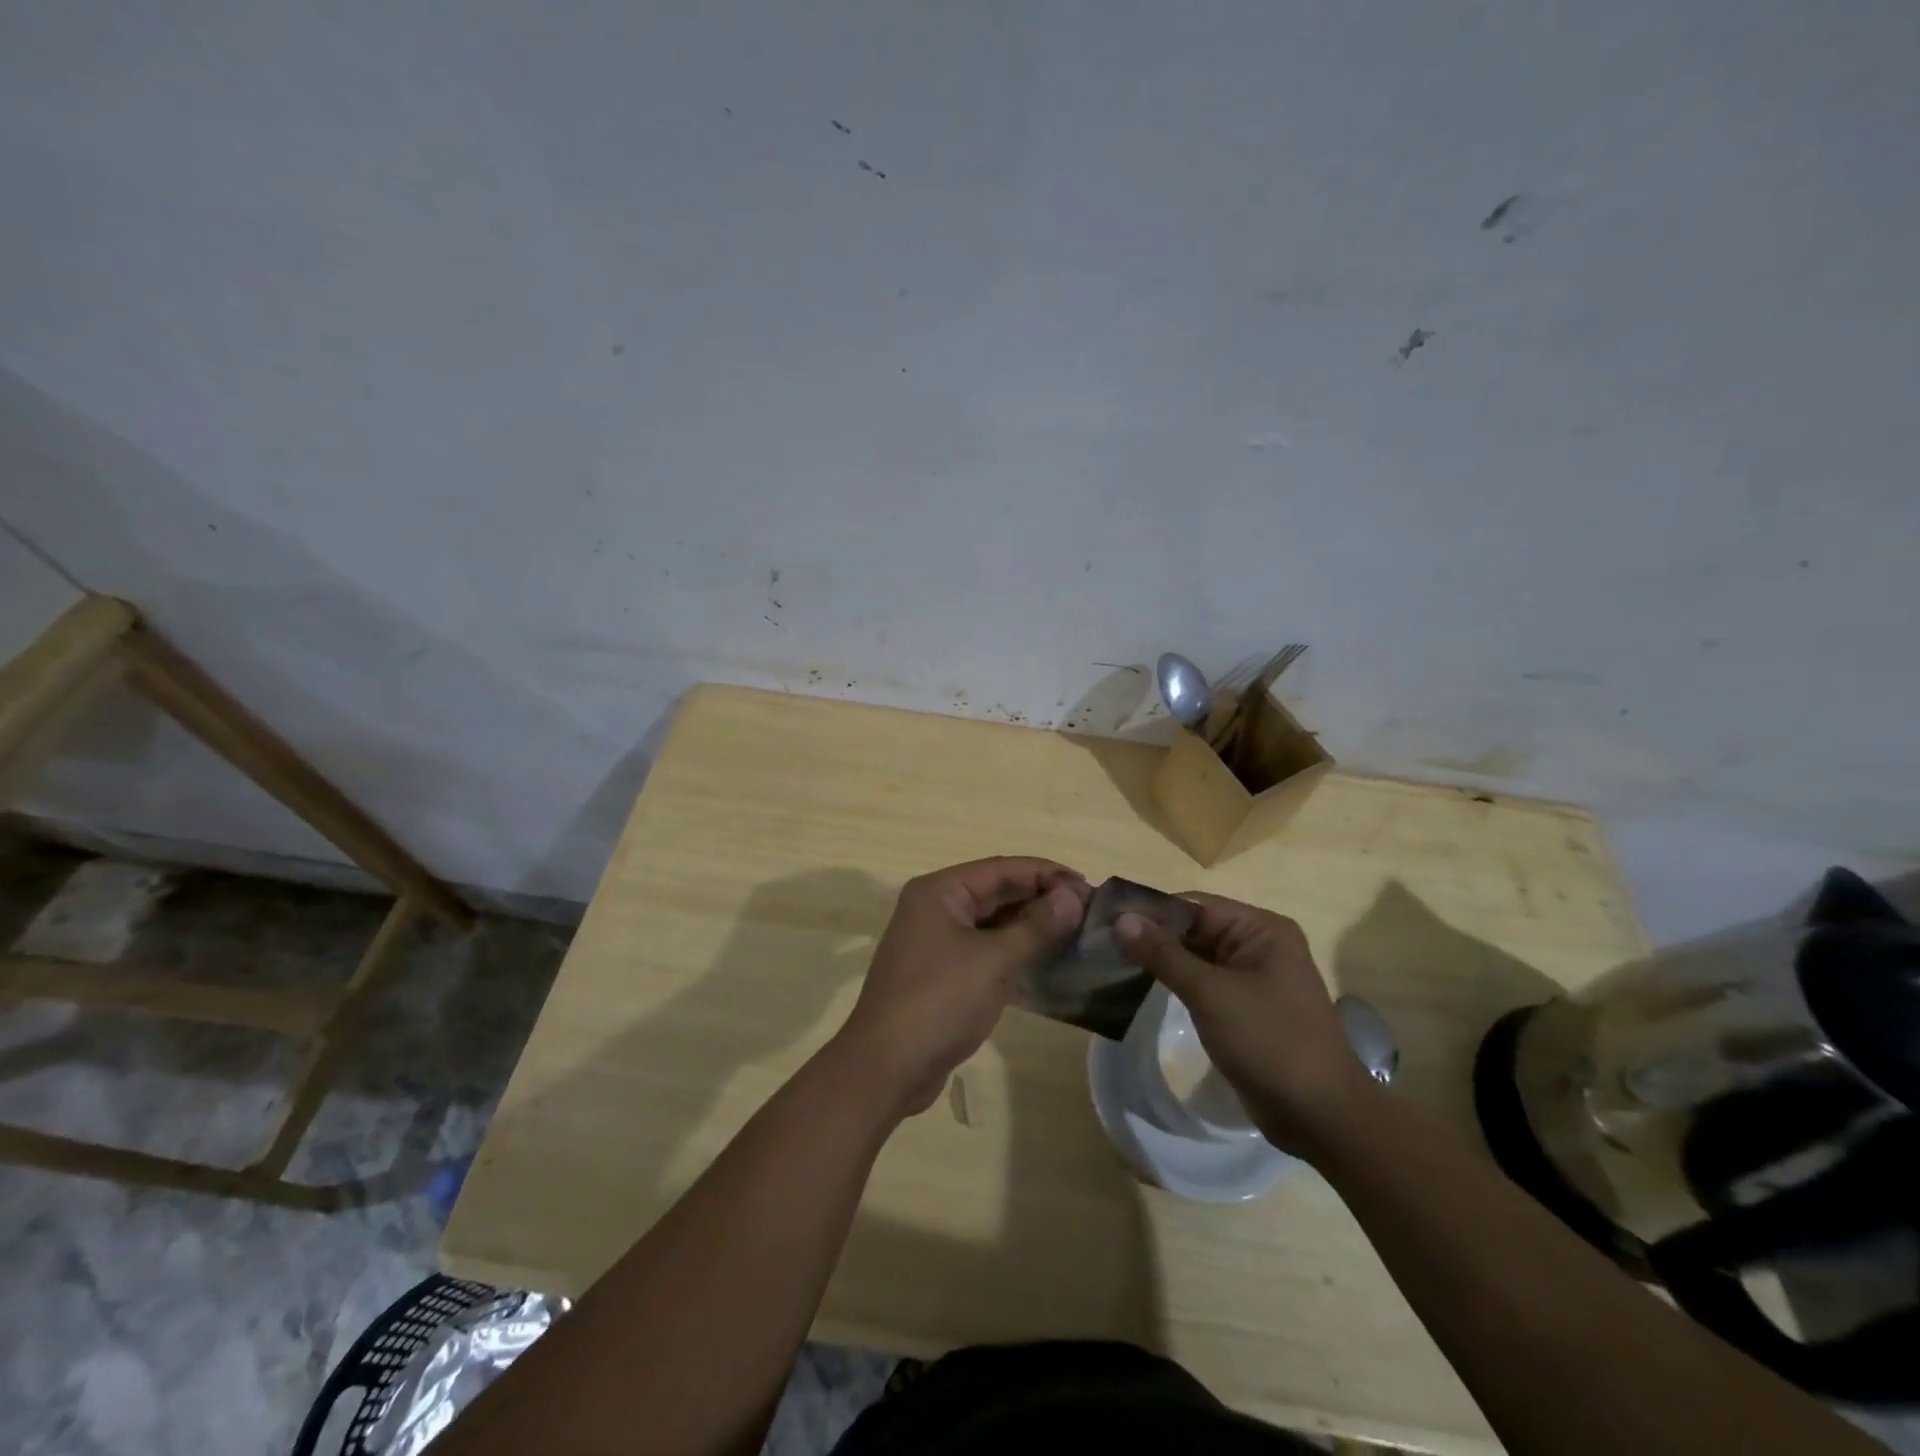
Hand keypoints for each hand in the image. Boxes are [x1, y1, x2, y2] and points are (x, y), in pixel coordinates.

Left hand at [835, 857, 1089, 1116]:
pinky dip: (1014, 952)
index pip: (1003, 869)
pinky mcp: (942, 974)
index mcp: (940, 891)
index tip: (1090, 890)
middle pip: (997, 892)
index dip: (1048, 875)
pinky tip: (1047, 962)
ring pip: (992, 923)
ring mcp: (936, 942)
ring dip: (1031, 926)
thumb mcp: (993, 960)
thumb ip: (1036, 926)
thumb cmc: (939, 1001)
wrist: (886, 1067)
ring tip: (1077, 935)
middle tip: (1090, 914)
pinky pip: (985, 950)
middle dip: (1042, 900)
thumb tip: (1073, 897)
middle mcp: (935, 908)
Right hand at [1116, 893, 1375, 1153]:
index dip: (1150, 911)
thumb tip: (1121, 919)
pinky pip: (1204, 985)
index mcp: (1260, 928)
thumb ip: (1163, 954)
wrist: (1322, 1116)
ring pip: (1196, 958)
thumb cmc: (1269, 1041)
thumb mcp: (1210, 992)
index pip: (1194, 905)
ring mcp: (1253, 979)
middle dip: (1152, 937)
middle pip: (1194, 929)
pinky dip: (1175, 984)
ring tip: (1112, 964)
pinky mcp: (1246, 1008)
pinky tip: (1140, 989)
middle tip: (1101, 944)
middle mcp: (1259, 945)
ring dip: (1160, 962)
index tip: (1105, 920)